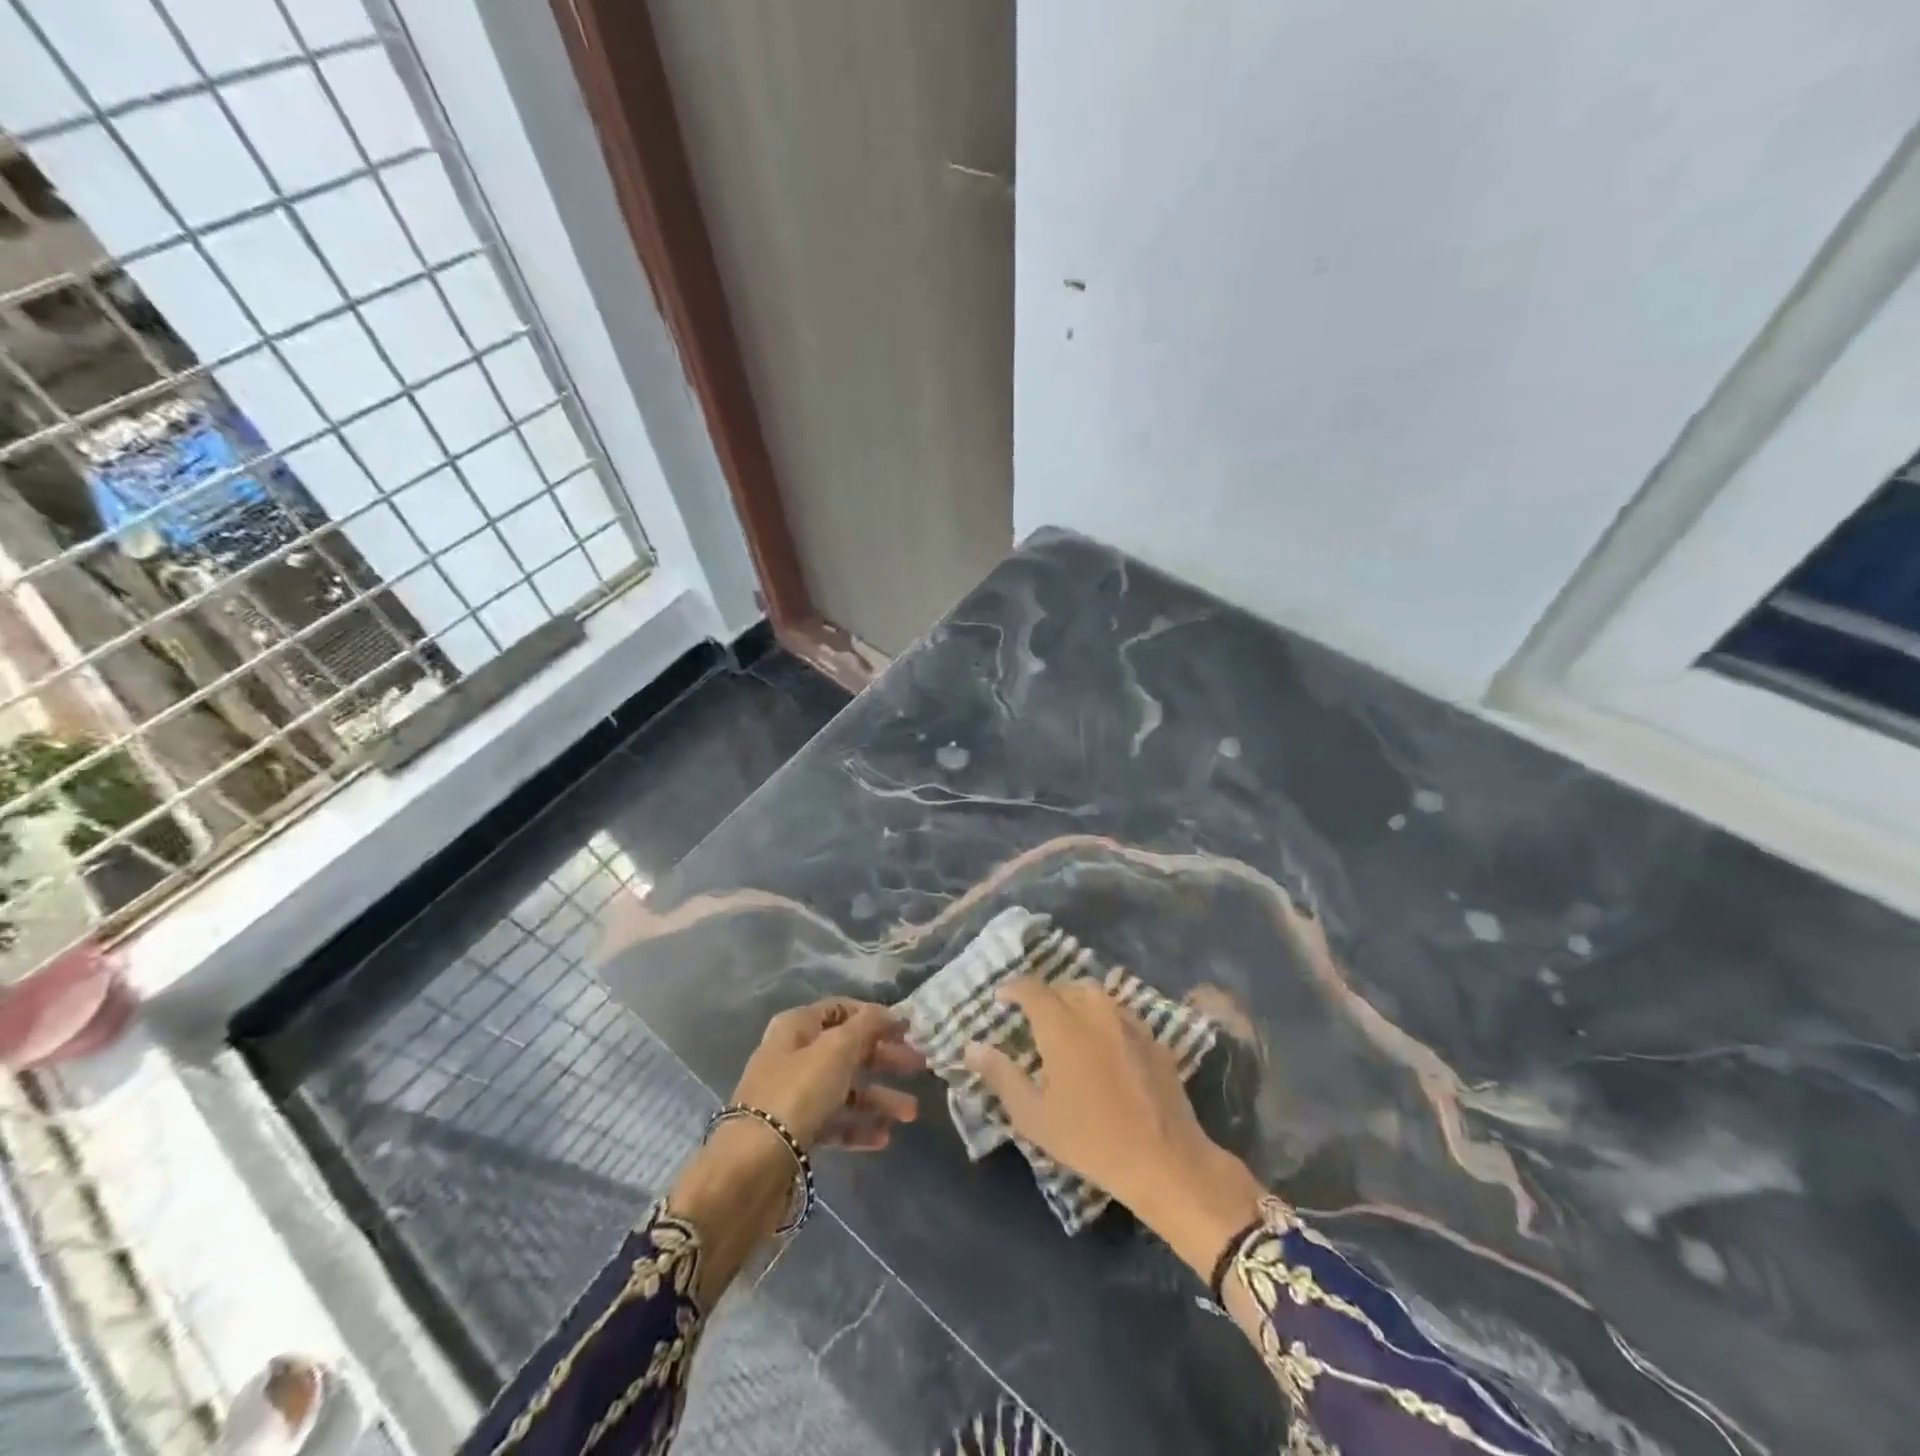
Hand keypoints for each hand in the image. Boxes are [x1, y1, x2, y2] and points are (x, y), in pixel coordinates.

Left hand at [730, 998, 924, 1150]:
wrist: (752, 1166)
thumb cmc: (798, 1092)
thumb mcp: (837, 1049)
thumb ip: (867, 1026)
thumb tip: (888, 1013)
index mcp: (797, 1027)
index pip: (840, 1009)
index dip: (873, 1016)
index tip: (905, 1028)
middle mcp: (793, 1056)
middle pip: (846, 1050)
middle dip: (884, 1058)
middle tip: (919, 1066)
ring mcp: (793, 1096)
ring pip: (845, 1089)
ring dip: (879, 1098)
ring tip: (910, 1114)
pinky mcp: (796, 1133)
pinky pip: (834, 1122)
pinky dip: (859, 1126)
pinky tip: (884, 1138)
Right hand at [962, 978, 1264, 1275]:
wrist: (1165, 1160)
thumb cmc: (1091, 1140)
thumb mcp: (1034, 1116)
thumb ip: (1001, 1075)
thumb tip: (971, 1047)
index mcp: (1063, 1025)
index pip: (1031, 989)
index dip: (1012, 989)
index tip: (1000, 998)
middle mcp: (1095, 1010)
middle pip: (1064, 987)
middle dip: (1043, 996)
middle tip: (1030, 1017)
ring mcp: (1128, 1021)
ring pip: (1095, 995)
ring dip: (1074, 1001)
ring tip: (1065, 1025)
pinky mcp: (1153, 1037)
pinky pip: (1119, 1012)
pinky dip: (1102, 1016)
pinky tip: (1101, 1042)